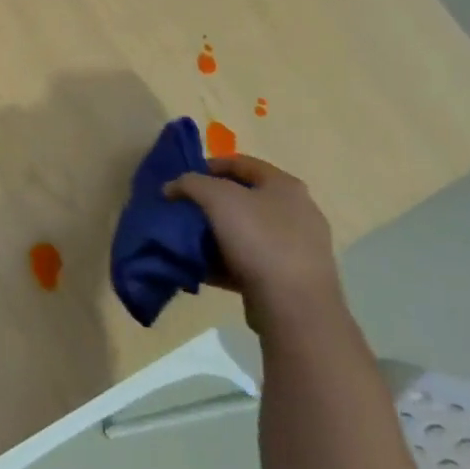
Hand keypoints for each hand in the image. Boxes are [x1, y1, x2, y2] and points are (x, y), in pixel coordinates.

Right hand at [163, 153, 342, 335]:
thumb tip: (172, 187)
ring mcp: (296, 246)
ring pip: (245, 231)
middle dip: (210, 202)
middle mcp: (297, 211)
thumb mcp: (216, 198)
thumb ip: (190, 183)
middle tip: (183, 210)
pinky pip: (249, 260)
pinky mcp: (289, 277)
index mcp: (285, 186)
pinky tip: (203, 268)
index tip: (182, 180)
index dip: (208, 166)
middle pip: (243, 198)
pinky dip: (224, 261)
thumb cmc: (259, 239)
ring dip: (215, 233)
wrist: (294, 305)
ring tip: (189, 240)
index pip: (241, 163)